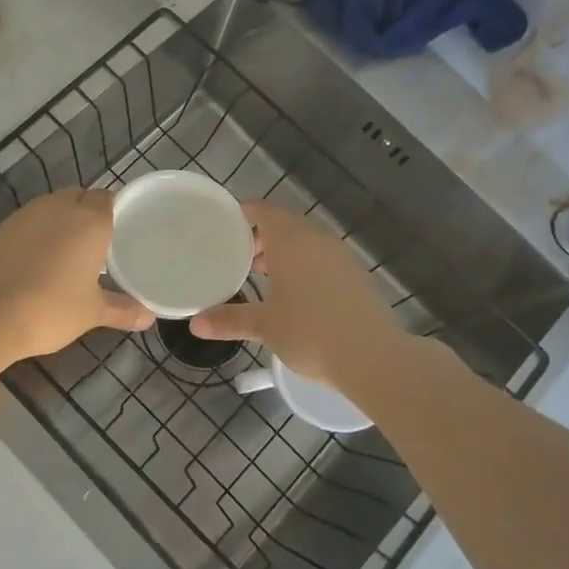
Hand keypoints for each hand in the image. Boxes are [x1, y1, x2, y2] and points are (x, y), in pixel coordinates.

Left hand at [0, 189, 153, 362]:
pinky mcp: (0, 229)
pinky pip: (28, 222)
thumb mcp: (91, 313)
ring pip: (52, 208)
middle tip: (100, 244)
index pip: (110, 199)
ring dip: (62, 222)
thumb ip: (122, 310)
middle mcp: (58, 208)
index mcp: (89, 221)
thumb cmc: (49, 309)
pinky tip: (37, 262)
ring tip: (69, 253)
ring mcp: (25, 215)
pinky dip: (37, 235)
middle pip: (81, 197)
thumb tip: (149, 317)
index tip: (125, 231)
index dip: (118, 211)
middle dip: (90, 213)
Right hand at [190, 201, 399, 386]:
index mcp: (290, 240)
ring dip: (284, 251)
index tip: (223, 228)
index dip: (242, 215)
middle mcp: (317, 239)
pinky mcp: (357, 275)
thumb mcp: (264, 326)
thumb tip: (195, 325)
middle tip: (239, 257)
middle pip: (284, 223)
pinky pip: (323, 258)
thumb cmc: (310, 333)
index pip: (262, 211)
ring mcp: (341, 256)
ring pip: (306, 241)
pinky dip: (305, 265)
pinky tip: (297, 295)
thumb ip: (229, 320)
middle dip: (261, 236)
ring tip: (264, 276)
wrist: (373, 357)